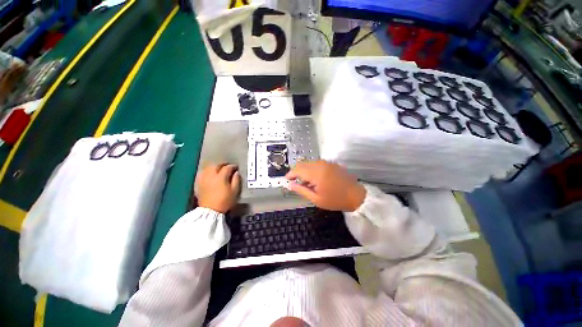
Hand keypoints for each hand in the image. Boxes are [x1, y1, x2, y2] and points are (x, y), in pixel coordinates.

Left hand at [195, 163, 240, 212]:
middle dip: (223, 164)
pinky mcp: (199, 183)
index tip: (236, 168)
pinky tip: (210, 174)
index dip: (232, 166)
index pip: (227, 168)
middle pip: (216, 165)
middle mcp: (211, 175)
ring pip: (208, 168)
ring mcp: (204, 179)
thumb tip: (236, 173)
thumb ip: (236, 180)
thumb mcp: (234, 191)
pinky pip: (202, 173)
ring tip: (219, 169)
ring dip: (215, 167)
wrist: (210, 211)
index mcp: (221, 177)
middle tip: (228, 166)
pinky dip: (207, 171)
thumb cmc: (224, 201)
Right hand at [285, 160, 365, 211]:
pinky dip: (312, 169)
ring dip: (304, 170)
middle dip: (296, 172)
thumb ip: (302, 190)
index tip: (286, 179)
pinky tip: (315, 178)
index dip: (290, 174)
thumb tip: (290, 185)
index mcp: (316, 173)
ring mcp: (327, 163)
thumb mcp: (316, 199)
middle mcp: (320, 164)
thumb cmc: (335, 200)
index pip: (298, 169)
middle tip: (295, 182)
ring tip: (306, 182)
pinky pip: (317, 164)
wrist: (356, 196)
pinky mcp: (331, 163)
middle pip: (303, 164)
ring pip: (309, 163)